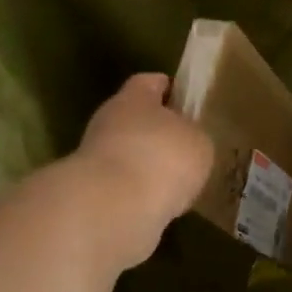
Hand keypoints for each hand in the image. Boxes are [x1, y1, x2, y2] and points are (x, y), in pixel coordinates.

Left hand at [73, 72, 214, 267]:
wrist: (114, 209)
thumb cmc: (162, 159)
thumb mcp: (198, 142)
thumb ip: (193, 136)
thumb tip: (184, 143)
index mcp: (134, 98)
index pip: (150, 82)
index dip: (168, 89)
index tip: (184, 100)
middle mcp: (108, 122)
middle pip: (135, 120)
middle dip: (157, 132)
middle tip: (184, 147)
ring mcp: (95, 159)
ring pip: (128, 155)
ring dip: (147, 166)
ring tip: (176, 182)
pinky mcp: (92, 194)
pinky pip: (123, 187)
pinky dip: (140, 194)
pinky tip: (160, 205)